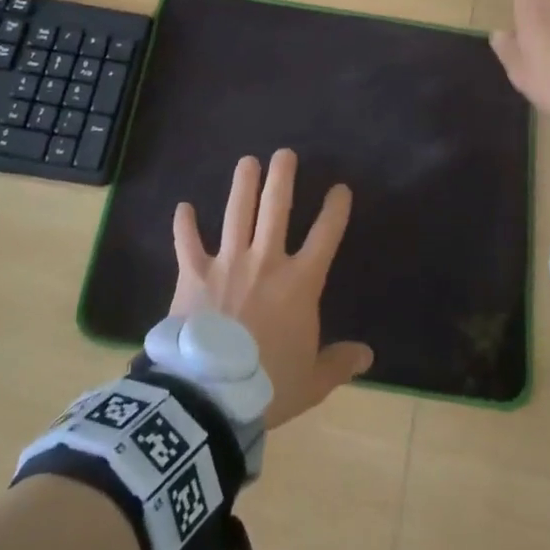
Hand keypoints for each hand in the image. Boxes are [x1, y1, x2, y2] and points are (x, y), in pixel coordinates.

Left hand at [170, 150, 373, 429]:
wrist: (211, 395)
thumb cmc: (268, 385)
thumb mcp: (313, 380)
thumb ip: (339, 362)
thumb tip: (367, 355)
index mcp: (299, 283)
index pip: (325, 236)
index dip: (335, 210)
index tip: (340, 189)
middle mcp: (265, 261)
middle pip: (276, 208)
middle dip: (282, 177)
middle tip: (284, 154)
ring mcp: (227, 262)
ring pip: (237, 213)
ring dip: (242, 185)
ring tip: (246, 161)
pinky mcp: (193, 274)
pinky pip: (187, 243)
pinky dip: (184, 225)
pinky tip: (183, 206)